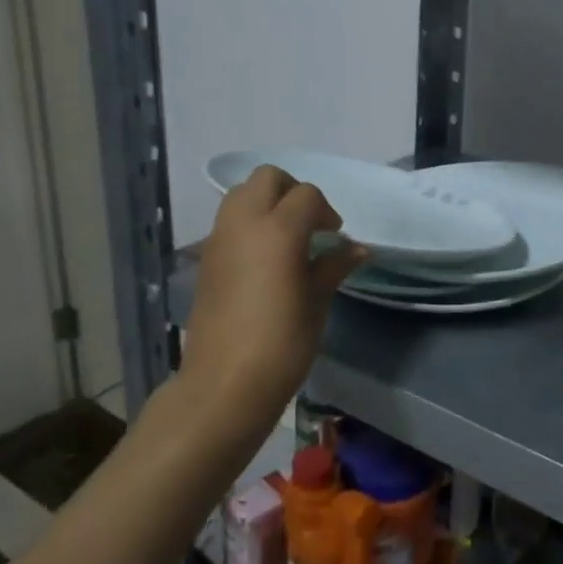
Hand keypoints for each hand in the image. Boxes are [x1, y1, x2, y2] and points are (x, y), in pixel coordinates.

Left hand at [179, 167, 367, 423]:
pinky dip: (249, 225)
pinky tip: (265, 260)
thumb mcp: (317, 302)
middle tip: (310, 225)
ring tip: (287, 239)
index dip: (326, 211)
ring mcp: (219, 240)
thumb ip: (334, 266)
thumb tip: (356, 248)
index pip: (306, 195)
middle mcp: (244, 224)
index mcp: (278, 230)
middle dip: (293, 192)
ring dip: (267, 204)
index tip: (335, 237)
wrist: (224, 384)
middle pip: (267, 179)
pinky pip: (228, 222)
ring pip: (241, 194)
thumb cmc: (282, 343)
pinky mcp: (205, 259)